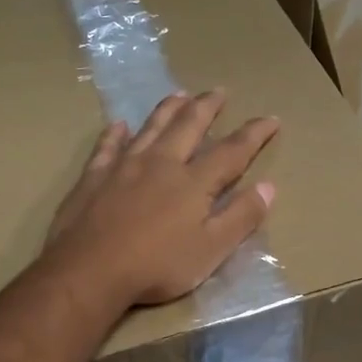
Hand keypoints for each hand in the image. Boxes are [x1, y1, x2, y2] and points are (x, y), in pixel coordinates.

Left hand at [45, 90, 278, 308]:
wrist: (90, 270)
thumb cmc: (157, 265)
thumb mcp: (210, 250)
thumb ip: (240, 217)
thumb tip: (268, 186)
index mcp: (193, 182)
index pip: (231, 151)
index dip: (254, 134)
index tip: (271, 119)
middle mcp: (161, 163)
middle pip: (188, 126)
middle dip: (207, 107)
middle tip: (219, 91)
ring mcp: (124, 166)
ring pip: (151, 128)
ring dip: (168, 109)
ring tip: (180, 94)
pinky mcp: (94, 177)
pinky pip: (107, 147)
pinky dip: (115, 133)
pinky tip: (119, 125)